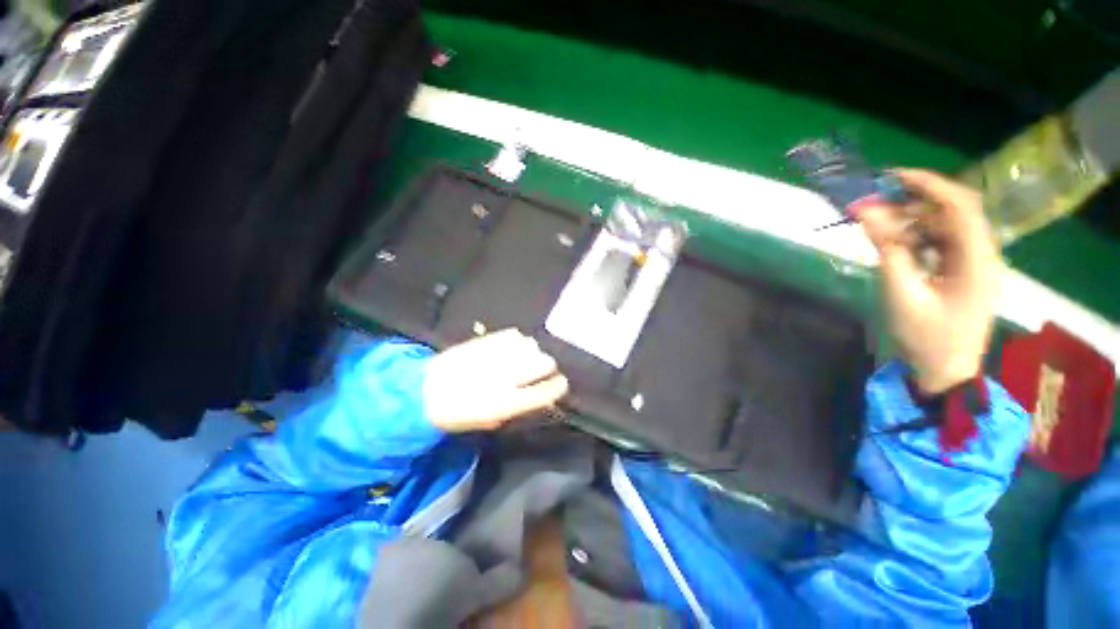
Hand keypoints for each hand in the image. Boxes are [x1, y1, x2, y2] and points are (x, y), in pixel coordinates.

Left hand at [423, 329, 568, 431]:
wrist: (425, 391)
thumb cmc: (460, 412)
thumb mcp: (493, 418)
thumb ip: (522, 405)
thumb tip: (545, 395)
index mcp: (506, 402)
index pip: (546, 391)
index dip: (558, 386)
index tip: (561, 383)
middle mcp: (505, 376)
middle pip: (543, 363)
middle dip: (547, 366)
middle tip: (541, 369)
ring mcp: (496, 355)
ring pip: (531, 345)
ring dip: (532, 352)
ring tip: (523, 357)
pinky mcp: (486, 339)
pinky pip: (515, 335)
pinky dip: (518, 341)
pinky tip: (512, 347)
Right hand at [857, 169, 999, 394]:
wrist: (945, 372)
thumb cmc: (925, 337)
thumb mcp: (901, 293)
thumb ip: (887, 249)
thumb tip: (865, 213)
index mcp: (977, 259)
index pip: (960, 206)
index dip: (929, 184)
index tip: (892, 177)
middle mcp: (983, 254)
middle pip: (953, 212)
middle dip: (914, 203)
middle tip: (875, 205)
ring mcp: (975, 264)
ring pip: (946, 227)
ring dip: (913, 221)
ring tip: (878, 226)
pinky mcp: (964, 273)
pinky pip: (942, 243)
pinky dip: (917, 238)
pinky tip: (895, 245)